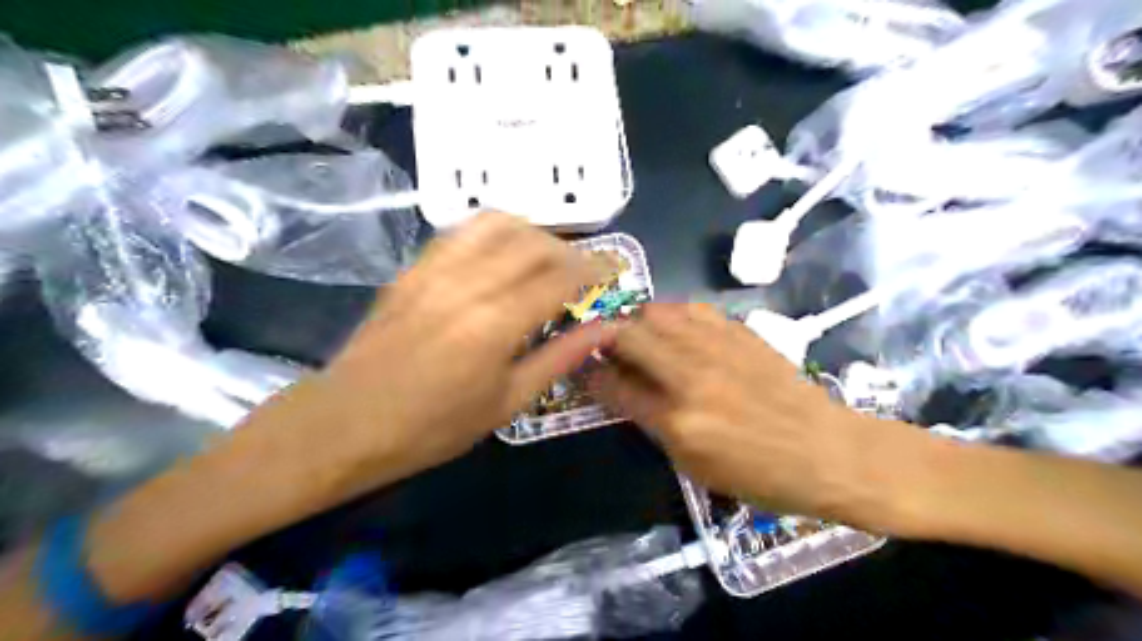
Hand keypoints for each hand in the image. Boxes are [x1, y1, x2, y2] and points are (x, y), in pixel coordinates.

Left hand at [294, 211, 616, 496]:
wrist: (348, 422)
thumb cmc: (434, 426)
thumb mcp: (508, 402)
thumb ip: (560, 358)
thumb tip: (606, 328)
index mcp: (497, 323)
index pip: (561, 278)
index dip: (595, 271)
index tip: (613, 274)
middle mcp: (469, 283)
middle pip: (535, 243)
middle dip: (570, 252)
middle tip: (584, 272)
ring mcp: (436, 269)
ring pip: (499, 224)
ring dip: (534, 233)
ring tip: (547, 258)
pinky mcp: (414, 267)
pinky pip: (463, 231)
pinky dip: (495, 232)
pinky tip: (503, 254)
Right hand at [598, 303, 926, 524]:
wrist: (828, 450)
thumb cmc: (761, 475)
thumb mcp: (695, 465)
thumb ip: (653, 422)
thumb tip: (622, 389)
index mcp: (678, 421)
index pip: (614, 386)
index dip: (590, 376)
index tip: (583, 370)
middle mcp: (691, 376)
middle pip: (628, 336)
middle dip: (604, 339)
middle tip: (606, 349)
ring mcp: (717, 348)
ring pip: (656, 313)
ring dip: (636, 322)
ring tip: (639, 337)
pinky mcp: (739, 332)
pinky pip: (690, 308)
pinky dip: (671, 315)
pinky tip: (674, 330)